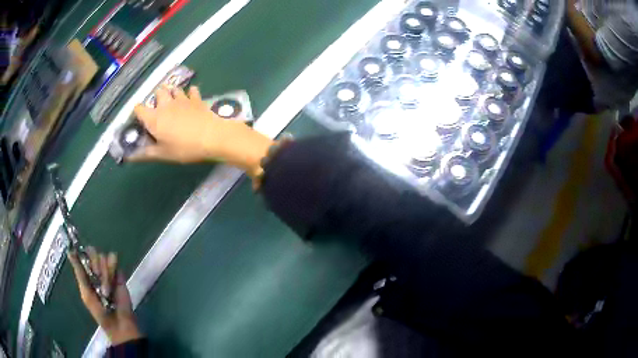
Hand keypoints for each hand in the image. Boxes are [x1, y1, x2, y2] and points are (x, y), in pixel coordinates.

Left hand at [68, 247, 141, 344]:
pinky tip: (113, 282)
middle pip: (92, 252)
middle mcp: (96, 269)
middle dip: (94, 264)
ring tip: (107, 290)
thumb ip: (79, 272)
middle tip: (97, 277)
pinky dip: (112, 269)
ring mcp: (108, 271)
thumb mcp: (86, 292)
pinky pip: (114, 260)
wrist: (118, 322)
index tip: (84, 261)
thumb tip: (70, 251)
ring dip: (104, 273)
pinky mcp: (119, 273)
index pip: (82, 254)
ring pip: (103, 256)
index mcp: (86, 273)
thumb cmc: (99, 311)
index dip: (82, 254)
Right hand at [131, 86, 272, 176]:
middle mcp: (165, 104)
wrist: (211, 136)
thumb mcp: (163, 154)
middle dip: (157, 97)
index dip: (137, 111)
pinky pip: (192, 90)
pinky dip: (190, 93)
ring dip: (172, 93)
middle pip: (157, 92)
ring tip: (173, 102)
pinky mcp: (196, 98)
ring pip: (174, 88)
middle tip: (159, 108)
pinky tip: (191, 98)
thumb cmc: (184, 148)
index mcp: (154, 118)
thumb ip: (146, 153)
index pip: (139, 108)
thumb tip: (130, 157)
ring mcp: (182, 99)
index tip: (140, 118)